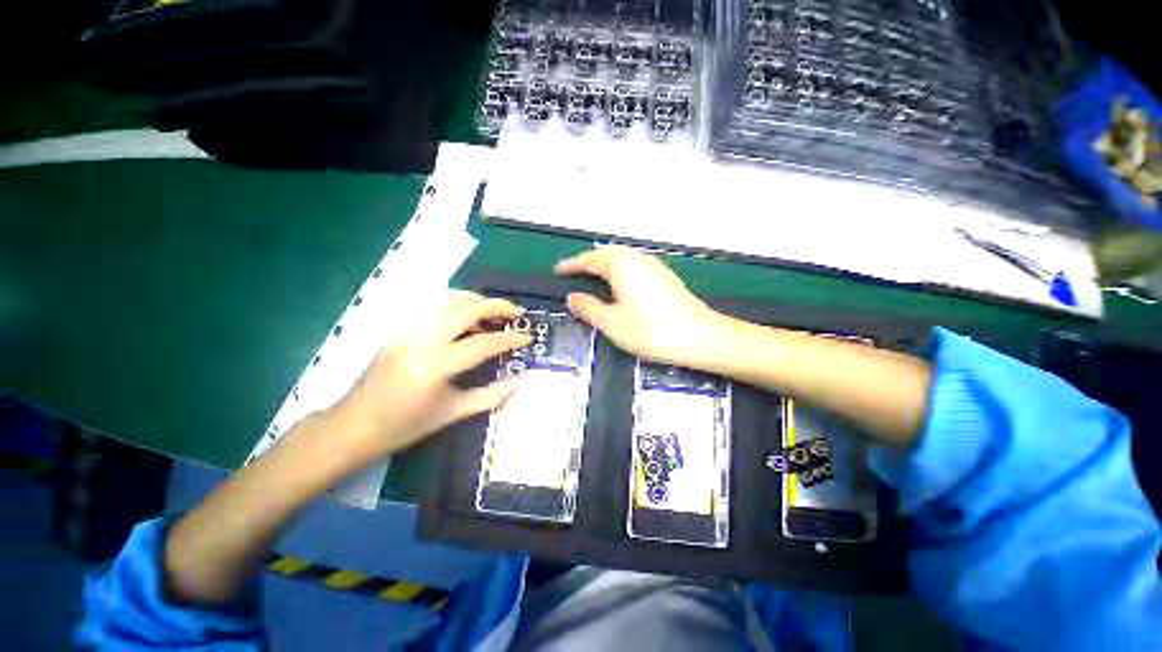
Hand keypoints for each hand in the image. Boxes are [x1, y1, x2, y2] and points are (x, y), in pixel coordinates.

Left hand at [329, 292, 530, 462]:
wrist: (354, 425)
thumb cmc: (405, 426)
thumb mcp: (452, 414)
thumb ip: (491, 396)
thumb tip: (520, 381)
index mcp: (436, 365)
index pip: (483, 343)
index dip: (510, 339)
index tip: (528, 337)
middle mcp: (423, 339)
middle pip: (467, 309)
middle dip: (497, 306)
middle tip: (517, 312)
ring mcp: (408, 329)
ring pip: (449, 299)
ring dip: (477, 300)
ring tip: (495, 310)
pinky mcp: (400, 327)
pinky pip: (432, 304)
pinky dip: (455, 302)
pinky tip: (466, 312)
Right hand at [555, 246, 726, 368]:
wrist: (700, 337)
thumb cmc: (650, 330)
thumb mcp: (611, 323)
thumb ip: (589, 308)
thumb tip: (572, 297)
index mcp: (620, 265)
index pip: (589, 260)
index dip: (571, 265)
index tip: (558, 271)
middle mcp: (637, 259)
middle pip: (607, 253)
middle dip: (588, 261)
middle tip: (574, 273)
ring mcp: (654, 266)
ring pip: (623, 257)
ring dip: (605, 263)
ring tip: (594, 277)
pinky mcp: (665, 277)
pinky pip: (635, 265)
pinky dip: (620, 269)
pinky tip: (622, 283)